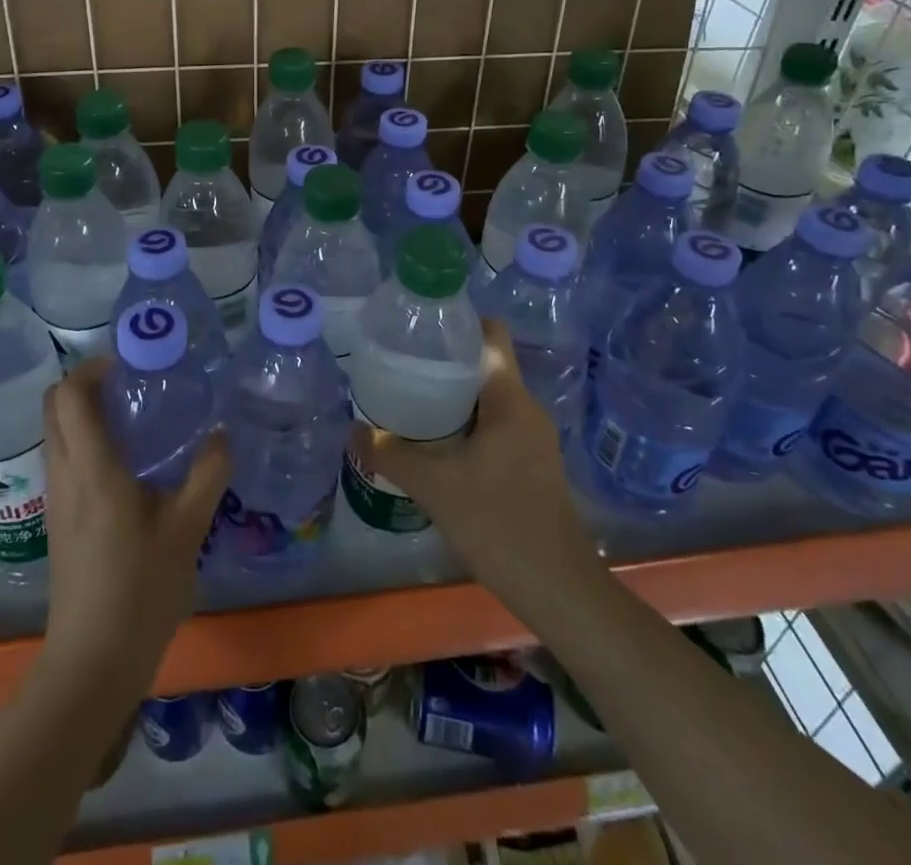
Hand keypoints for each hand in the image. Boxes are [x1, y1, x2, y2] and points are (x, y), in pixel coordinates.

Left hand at [39, 357, 230, 691]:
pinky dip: (85, 440)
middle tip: (131, 383)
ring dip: (84, 412)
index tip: (128, 362)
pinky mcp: (59, 520)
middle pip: (55, 407)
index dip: (92, 368)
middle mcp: (64, 475)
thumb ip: (207, 474)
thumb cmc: (140, 590)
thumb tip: (221, 433)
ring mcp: (56, 499)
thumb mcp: (187, 529)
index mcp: (92, 468)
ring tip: (134, 416)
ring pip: (57, 433)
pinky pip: (63, 458)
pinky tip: (127, 462)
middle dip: (86, 383)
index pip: (70, 396)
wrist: (93, 662)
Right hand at [357, 320, 590, 599]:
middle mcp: (526, 410)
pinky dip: (463, 424)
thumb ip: (390, 454)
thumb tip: (352, 430)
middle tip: (400, 363)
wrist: (558, 590)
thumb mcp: (435, 485)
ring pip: (487, 398)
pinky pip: (493, 426)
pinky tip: (434, 442)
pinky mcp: (529, 465)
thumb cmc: (499, 523)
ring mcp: (531, 439)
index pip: (491, 334)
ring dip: (451, 395)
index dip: (458, 321)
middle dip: (443, 360)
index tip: (419, 326)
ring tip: (408, 397)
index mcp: (511, 400)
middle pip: (484, 365)